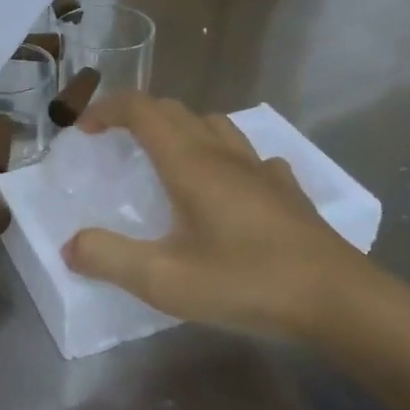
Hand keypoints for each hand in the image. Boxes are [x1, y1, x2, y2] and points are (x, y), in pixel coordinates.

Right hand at [60, 93, 385, 343]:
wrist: (338, 300)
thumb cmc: (246, 282)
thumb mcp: (165, 280)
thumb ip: (109, 258)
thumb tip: (71, 245)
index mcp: (190, 163)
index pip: (142, 110)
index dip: (108, 109)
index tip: (84, 129)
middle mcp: (224, 154)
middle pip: (175, 111)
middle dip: (137, 116)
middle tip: (114, 144)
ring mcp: (261, 170)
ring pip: (214, 126)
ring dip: (181, 129)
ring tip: (166, 160)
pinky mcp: (287, 191)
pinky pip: (249, 156)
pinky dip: (224, 157)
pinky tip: (228, 189)